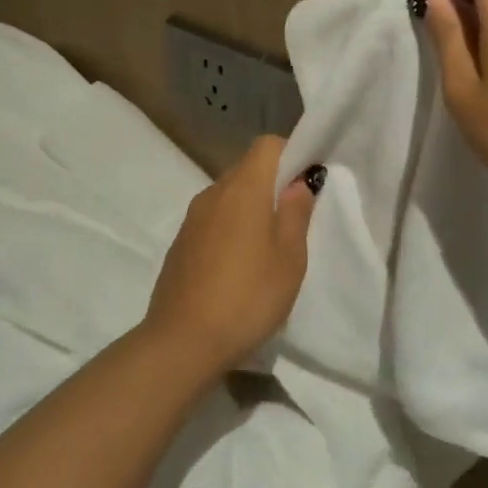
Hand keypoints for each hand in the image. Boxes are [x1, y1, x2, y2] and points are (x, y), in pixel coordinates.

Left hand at [140, 135, 318, 373]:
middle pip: (247, 168)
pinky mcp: (180, 244)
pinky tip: (240, 265)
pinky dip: (231, 228)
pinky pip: (213, 220)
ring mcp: (192, 219)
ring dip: (252, 208)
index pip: (268, 145)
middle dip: (274, 183)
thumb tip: (298, 183)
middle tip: (295, 219)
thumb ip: (296, 213)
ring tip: (269, 246)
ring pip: (229, 196)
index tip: (307, 183)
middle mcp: (213, 194)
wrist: (182, 342)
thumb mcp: (290, 257)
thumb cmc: (248, 295)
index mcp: (243, 189)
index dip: (291, 154)